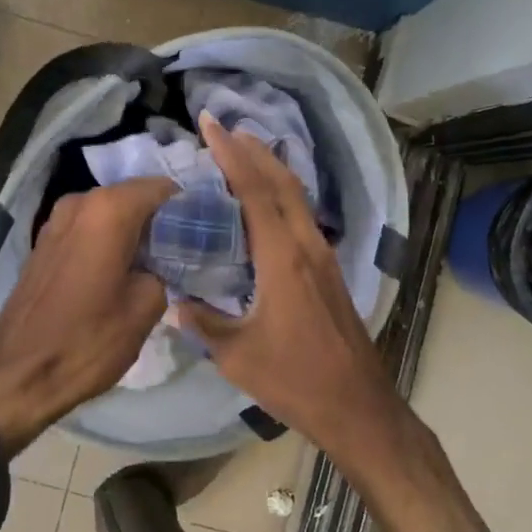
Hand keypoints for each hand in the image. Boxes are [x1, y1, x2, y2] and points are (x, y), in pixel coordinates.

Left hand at [0, 177, 176, 454]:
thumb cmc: (87, 340)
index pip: (163, 187)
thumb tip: (161, 263)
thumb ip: (165, 269)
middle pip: (134, 197)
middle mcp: (80, 201)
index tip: (203, 231)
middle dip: (160, 219)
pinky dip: (107, 241)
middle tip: (184, 249)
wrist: (18, 374)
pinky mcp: (44, 241)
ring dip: (133, 231)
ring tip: (155, 262)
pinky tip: (121, 270)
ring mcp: (57, 220)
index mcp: (109, 209)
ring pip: (110, 213)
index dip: (186, 207)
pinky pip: (88, 228)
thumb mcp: (145, 308)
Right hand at [180, 115, 485, 531]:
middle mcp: (307, 246)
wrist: (357, 406)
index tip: (210, 125)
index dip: (231, 155)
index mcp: (283, 258)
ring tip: (243, 151)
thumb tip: (175, 303)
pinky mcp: (329, 271)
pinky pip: (301, 216)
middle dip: (252, 150)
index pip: (255, 192)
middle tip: (223, 127)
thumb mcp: (237, 354)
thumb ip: (204, 323)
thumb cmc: (295, 379)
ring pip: (296, 197)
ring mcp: (323, 256)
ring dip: (270, 168)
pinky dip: (281, 194)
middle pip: (282, 182)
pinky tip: (267, 202)